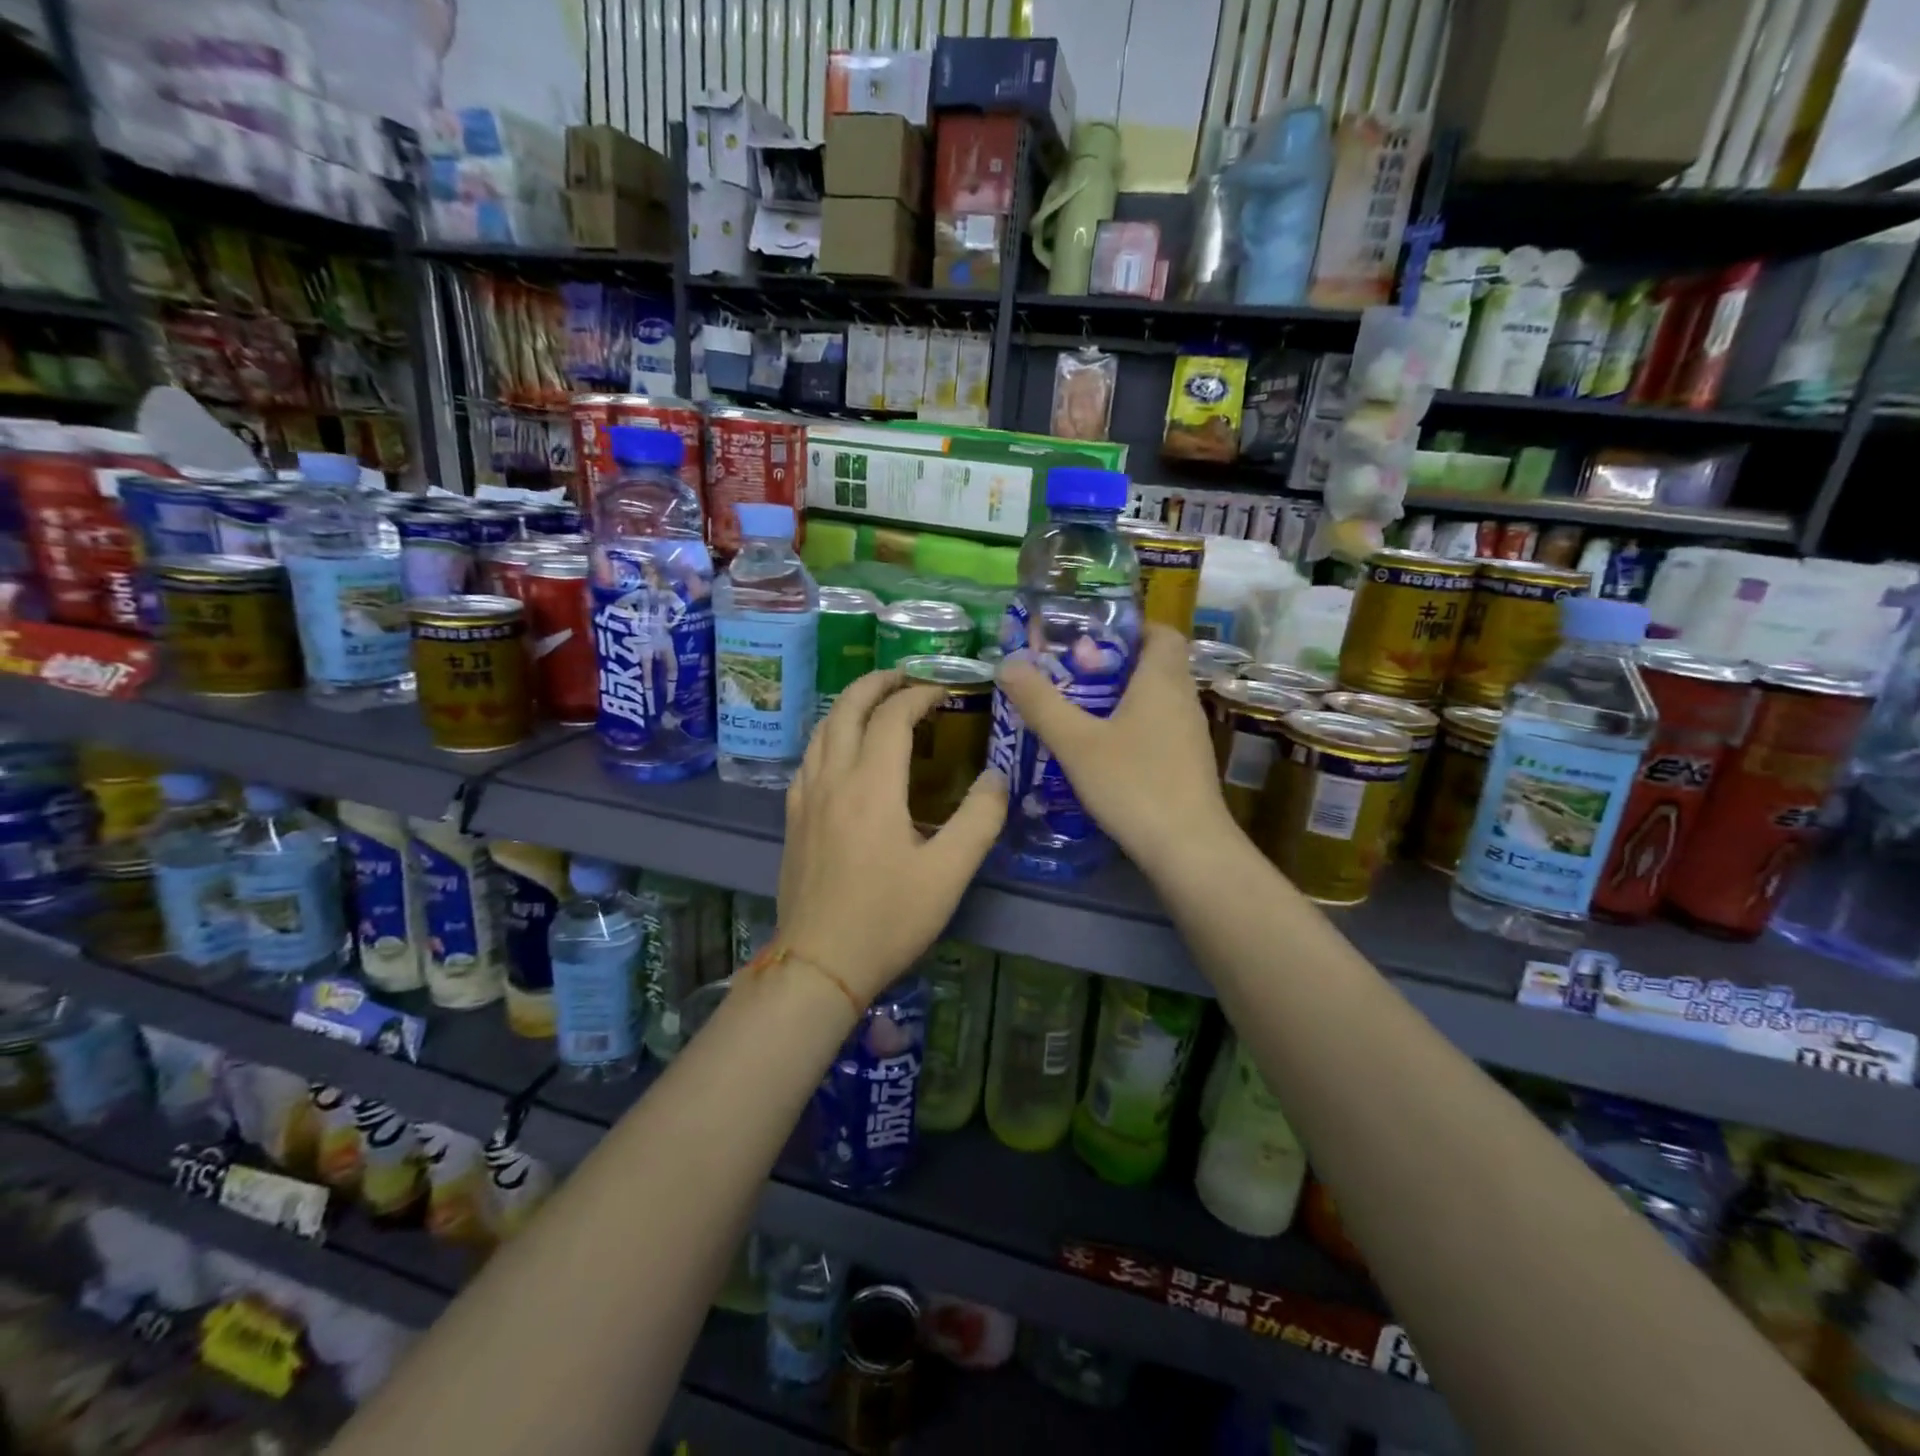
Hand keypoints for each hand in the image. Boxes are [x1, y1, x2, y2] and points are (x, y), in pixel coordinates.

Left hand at [777, 670, 1005, 1002]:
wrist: (819, 964)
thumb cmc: (888, 919)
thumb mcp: (949, 874)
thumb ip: (979, 819)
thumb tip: (997, 776)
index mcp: (871, 786)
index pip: (892, 716)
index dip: (920, 694)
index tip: (945, 691)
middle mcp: (833, 779)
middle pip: (847, 708)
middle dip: (877, 683)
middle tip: (906, 676)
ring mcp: (806, 797)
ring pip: (822, 730)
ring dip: (850, 705)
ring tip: (877, 703)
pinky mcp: (793, 818)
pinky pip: (809, 757)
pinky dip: (830, 735)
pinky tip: (843, 751)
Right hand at [996, 623, 1236, 878]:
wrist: (1188, 849)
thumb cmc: (1133, 784)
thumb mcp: (1076, 742)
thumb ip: (1041, 702)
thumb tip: (1008, 663)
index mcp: (1162, 680)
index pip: (1161, 632)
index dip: (1130, 628)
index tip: (1091, 638)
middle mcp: (1183, 700)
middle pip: (1154, 665)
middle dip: (1113, 665)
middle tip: (1070, 676)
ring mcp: (1189, 735)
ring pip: (1155, 700)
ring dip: (1120, 699)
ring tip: (1077, 711)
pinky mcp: (1187, 764)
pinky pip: (1158, 729)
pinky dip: (1131, 728)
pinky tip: (1101, 752)